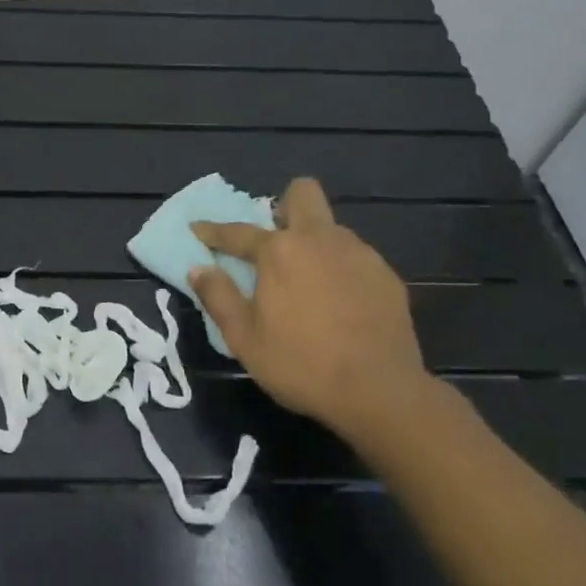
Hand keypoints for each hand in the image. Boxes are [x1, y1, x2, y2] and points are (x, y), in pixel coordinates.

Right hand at [189, 177, 435, 441]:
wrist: (380, 392)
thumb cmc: (301, 364)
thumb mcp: (244, 338)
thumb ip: (218, 296)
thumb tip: (198, 268)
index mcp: (279, 251)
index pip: (237, 231)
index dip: (212, 231)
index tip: (197, 229)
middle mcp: (320, 239)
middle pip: (303, 193)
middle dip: (284, 206)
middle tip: (274, 242)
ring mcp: (360, 254)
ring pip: (331, 229)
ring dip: (314, 244)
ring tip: (308, 284)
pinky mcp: (387, 276)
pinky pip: (355, 258)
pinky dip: (341, 271)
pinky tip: (340, 305)